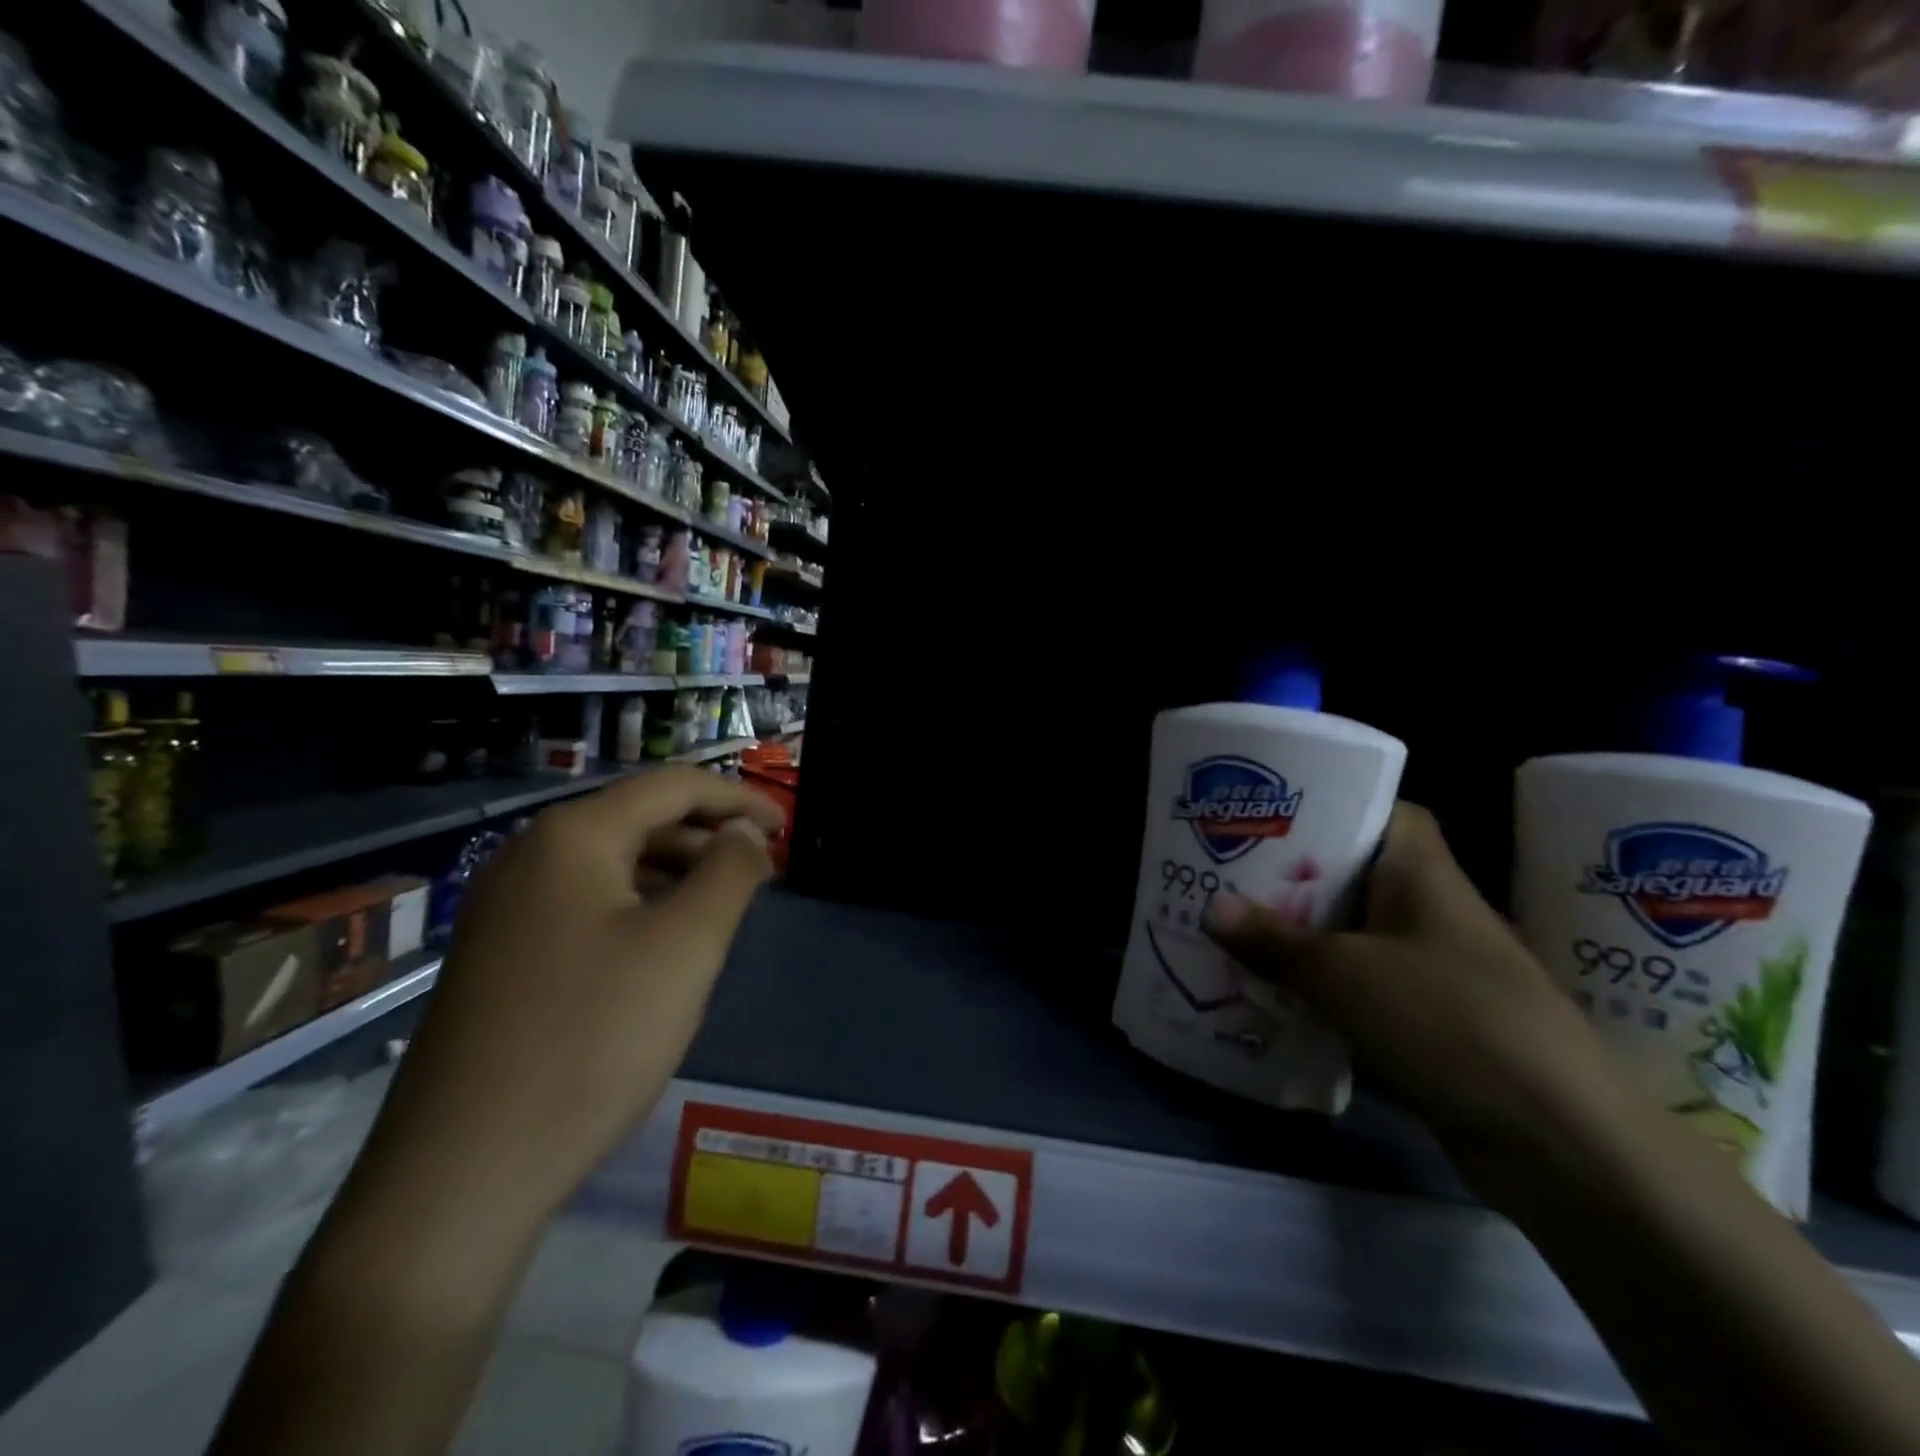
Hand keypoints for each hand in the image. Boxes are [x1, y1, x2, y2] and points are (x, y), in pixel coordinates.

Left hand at [366, 768, 785, 1218]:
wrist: (462, 1173)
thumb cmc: (592, 1040)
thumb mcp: (686, 946)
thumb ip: (729, 871)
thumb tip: (744, 832)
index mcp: (573, 836)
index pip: (673, 786)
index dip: (739, 799)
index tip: (786, 826)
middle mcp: (530, 854)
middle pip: (640, 818)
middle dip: (708, 835)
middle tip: (762, 870)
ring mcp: (504, 905)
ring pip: (612, 862)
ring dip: (675, 871)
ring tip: (723, 906)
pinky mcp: (499, 952)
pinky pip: (584, 902)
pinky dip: (638, 904)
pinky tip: (663, 943)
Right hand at [1202, 803, 1622, 1156]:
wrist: (1557, 1141)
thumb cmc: (1448, 1020)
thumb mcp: (1343, 973)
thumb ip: (1273, 940)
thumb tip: (1210, 907)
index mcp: (1423, 876)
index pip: (1386, 814)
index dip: (1335, 806)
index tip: (1273, 813)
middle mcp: (1432, 913)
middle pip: (1356, 877)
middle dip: (1294, 878)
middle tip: (1228, 873)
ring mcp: (1436, 971)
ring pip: (1354, 937)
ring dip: (1301, 938)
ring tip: (1233, 930)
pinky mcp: (1431, 1024)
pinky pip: (1363, 989)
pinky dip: (1322, 990)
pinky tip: (1271, 994)